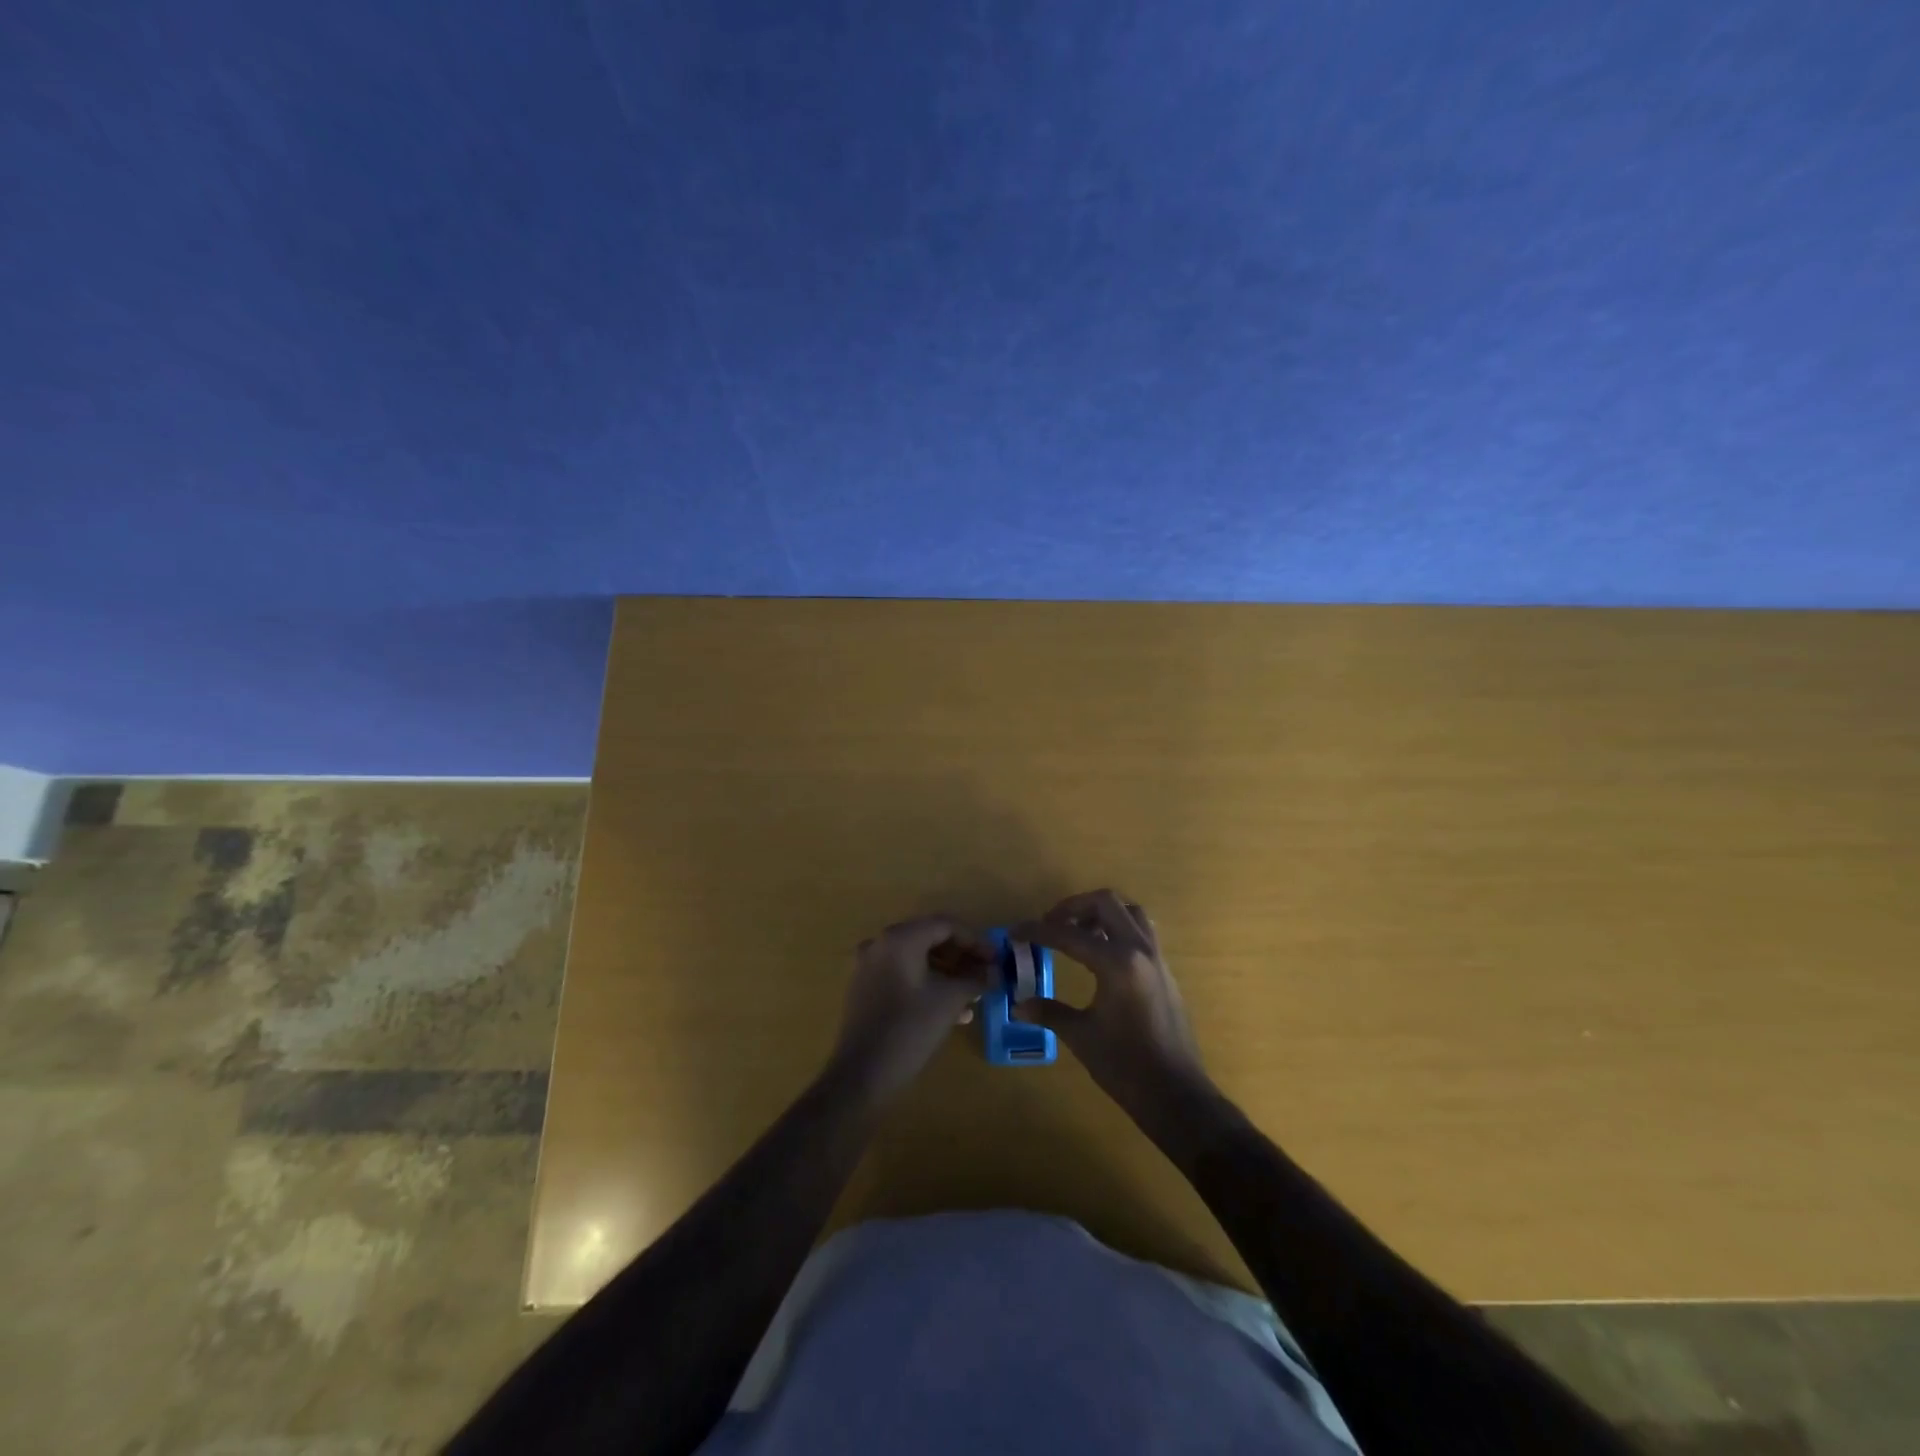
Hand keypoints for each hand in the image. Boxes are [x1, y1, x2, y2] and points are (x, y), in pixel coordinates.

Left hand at [830, 916, 992, 1102]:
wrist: (861, 1075)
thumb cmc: (909, 1030)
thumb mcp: (949, 1002)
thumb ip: (975, 980)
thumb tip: (994, 972)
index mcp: (900, 938)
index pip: (945, 925)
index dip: (975, 940)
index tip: (996, 959)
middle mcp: (881, 943)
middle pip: (930, 937)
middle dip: (961, 956)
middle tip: (986, 974)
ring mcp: (870, 965)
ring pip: (917, 957)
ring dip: (947, 971)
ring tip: (972, 994)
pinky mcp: (866, 987)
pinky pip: (903, 973)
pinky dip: (928, 982)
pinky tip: (951, 1008)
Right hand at [1013, 891, 1212, 1117]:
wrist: (1176, 1095)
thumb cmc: (1125, 1066)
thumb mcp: (1081, 1036)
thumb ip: (1048, 1012)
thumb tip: (1018, 1004)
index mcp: (1117, 963)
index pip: (1069, 934)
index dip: (1038, 931)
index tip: (1015, 932)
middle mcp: (1140, 950)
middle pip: (1105, 903)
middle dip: (1073, 907)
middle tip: (1050, 924)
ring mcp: (1156, 958)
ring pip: (1129, 911)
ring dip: (1100, 913)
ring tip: (1076, 932)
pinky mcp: (1164, 971)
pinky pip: (1141, 931)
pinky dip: (1117, 928)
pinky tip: (1099, 953)